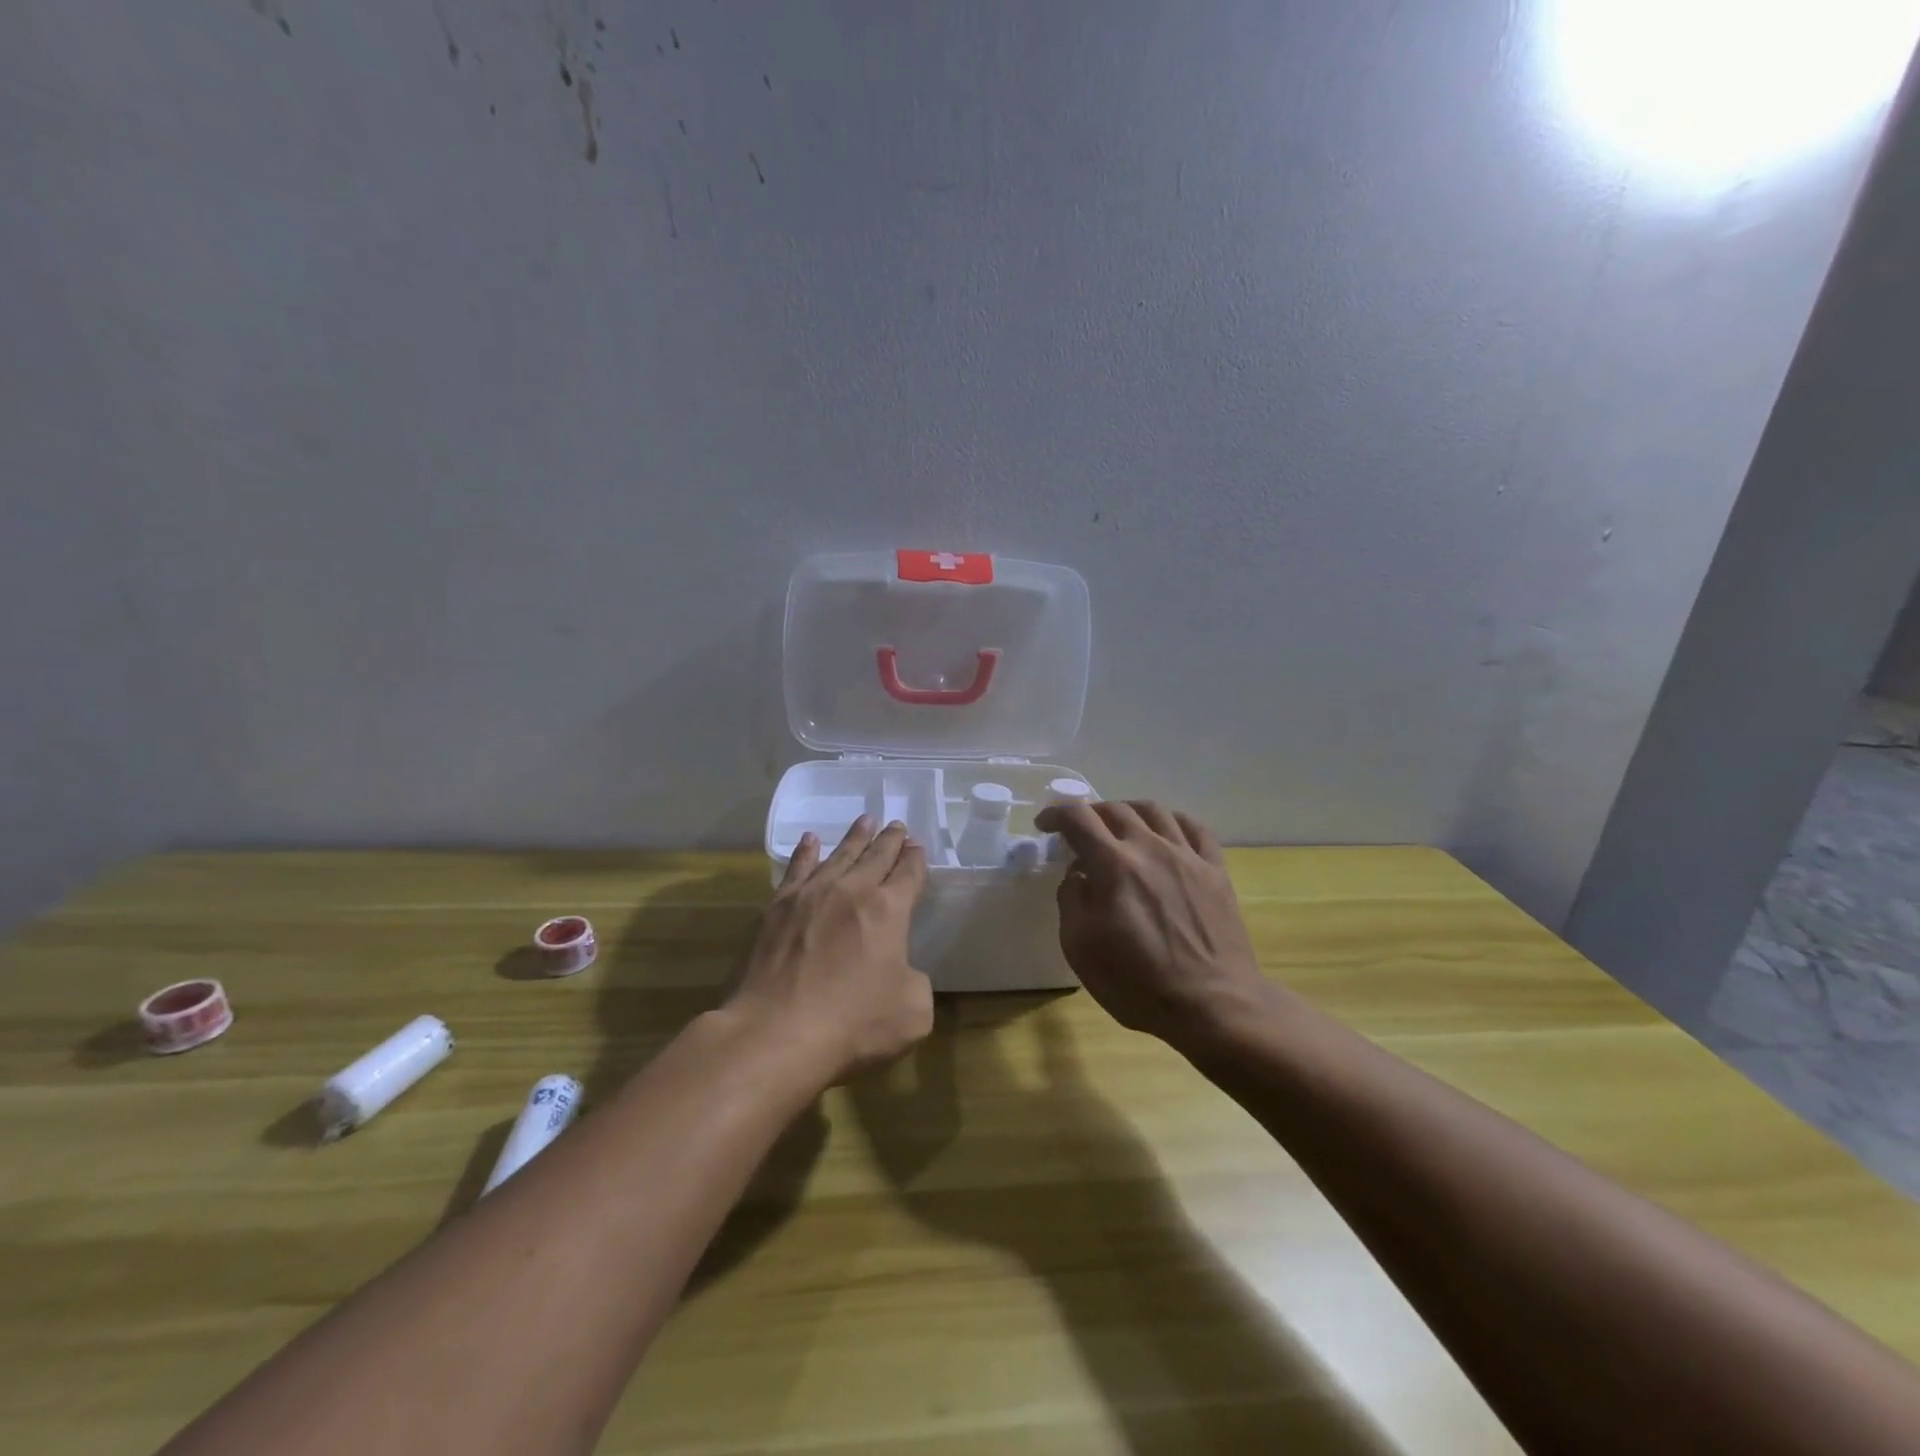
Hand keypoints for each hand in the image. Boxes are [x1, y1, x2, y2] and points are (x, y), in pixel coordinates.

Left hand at [726, 816, 934, 1085]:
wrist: (777, 1031)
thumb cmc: (852, 1023)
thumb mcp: (913, 1013)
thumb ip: (916, 983)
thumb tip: (901, 972)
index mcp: (889, 910)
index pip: (909, 873)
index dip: (916, 859)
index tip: (917, 846)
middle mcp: (852, 890)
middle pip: (876, 856)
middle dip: (890, 840)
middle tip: (896, 825)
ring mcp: (812, 894)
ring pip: (840, 855)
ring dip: (855, 837)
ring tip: (865, 820)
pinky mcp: (778, 907)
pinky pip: (797, 868)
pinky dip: (806, 852)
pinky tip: (810, 840)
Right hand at [1034, 801, 1280, 1052]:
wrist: (1213, 1004)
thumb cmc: (1138, 983)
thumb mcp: (1081, 948)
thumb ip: (1071, 900)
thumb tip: (1078, 874)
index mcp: (1113, 865)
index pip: (1078, 818)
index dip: (1056, 814)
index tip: (1045, 825)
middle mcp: (1150, 848)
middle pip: (1115, 809)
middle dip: (1090, 813)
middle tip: (1079, 831)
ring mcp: (1188, 856)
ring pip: (1155, 810)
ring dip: (1128, 810)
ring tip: (1119, 825)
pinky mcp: (1216, 870)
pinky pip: (1195, 828)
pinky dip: (1172, 820)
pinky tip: (1166, 831)